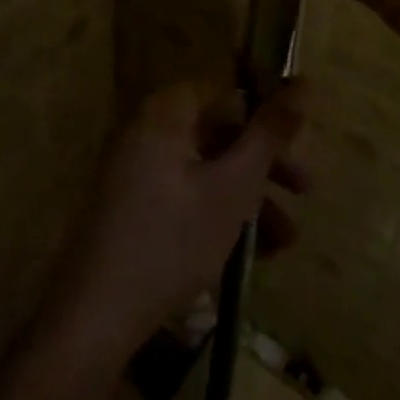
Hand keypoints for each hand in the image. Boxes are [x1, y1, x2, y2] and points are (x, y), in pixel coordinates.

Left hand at [50, 80, 306, 361]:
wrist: (94, 319)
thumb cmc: (172, 240)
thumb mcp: (234, 186)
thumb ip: (270, 132)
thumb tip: (304, 80)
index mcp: (165, 113)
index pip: (226, 89)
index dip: (266, 110)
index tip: (300, 139)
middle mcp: (147, 131)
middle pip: (219, 132)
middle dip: (265, 166)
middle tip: (305, 191)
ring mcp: (135, 171)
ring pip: (207, 170)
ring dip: (249, 199)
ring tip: (284, 242)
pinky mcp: (132, 209)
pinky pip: (186, 196)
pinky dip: (219, 215)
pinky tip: (250, 255)